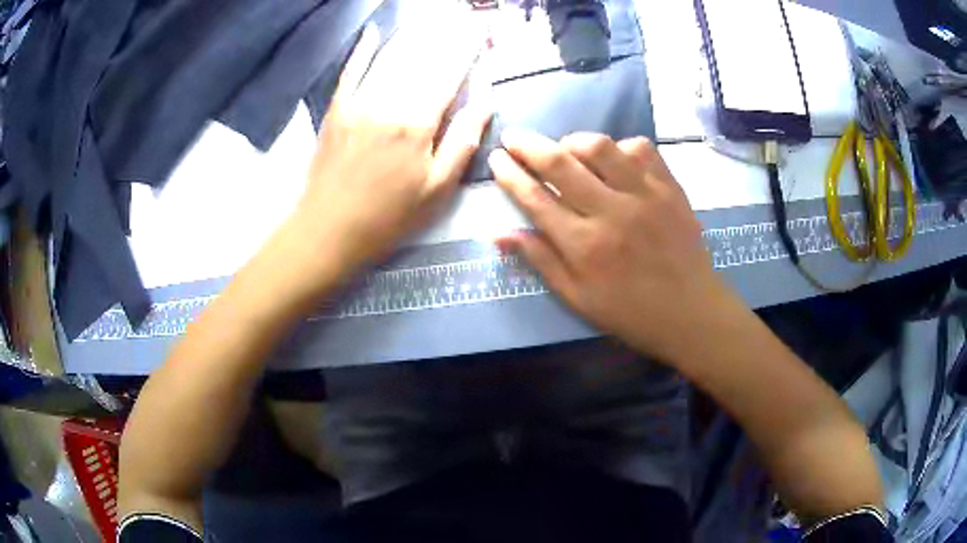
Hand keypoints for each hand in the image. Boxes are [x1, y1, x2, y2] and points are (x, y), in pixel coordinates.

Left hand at [297, 7, 490, 271]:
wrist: (328, 229)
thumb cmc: (389, 216)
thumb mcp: (437, 189)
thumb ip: (463, 141)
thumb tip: (486, 101)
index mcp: (418, 124)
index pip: (448, 75)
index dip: (466, 51)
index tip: (479, 33)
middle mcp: (388, 103)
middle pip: (421, 60)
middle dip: (444, 37)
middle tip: (459, 19)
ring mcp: (358, 102)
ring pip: (391, 59)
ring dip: (413, 36)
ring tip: (431, 19)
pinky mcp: (336, 109)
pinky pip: (351, 71)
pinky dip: (363, 49)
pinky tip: (374, 31)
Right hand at [491, 130, 738, 363]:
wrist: (691, 312)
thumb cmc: (630, 312)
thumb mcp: (577, 298)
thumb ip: (540, 261)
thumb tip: (499, 234)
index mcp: (583, 246)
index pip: (535, 198)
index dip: (510, 174)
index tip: (496, 159)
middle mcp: (611, 213)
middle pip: (560, 163)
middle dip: (528, 145)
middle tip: (513, 137)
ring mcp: (644, 195)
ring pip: (600, 147)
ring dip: (573, 140)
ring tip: (565, 148)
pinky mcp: (669, 187)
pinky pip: (641, 149)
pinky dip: (620, 146)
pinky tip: (614, 158)